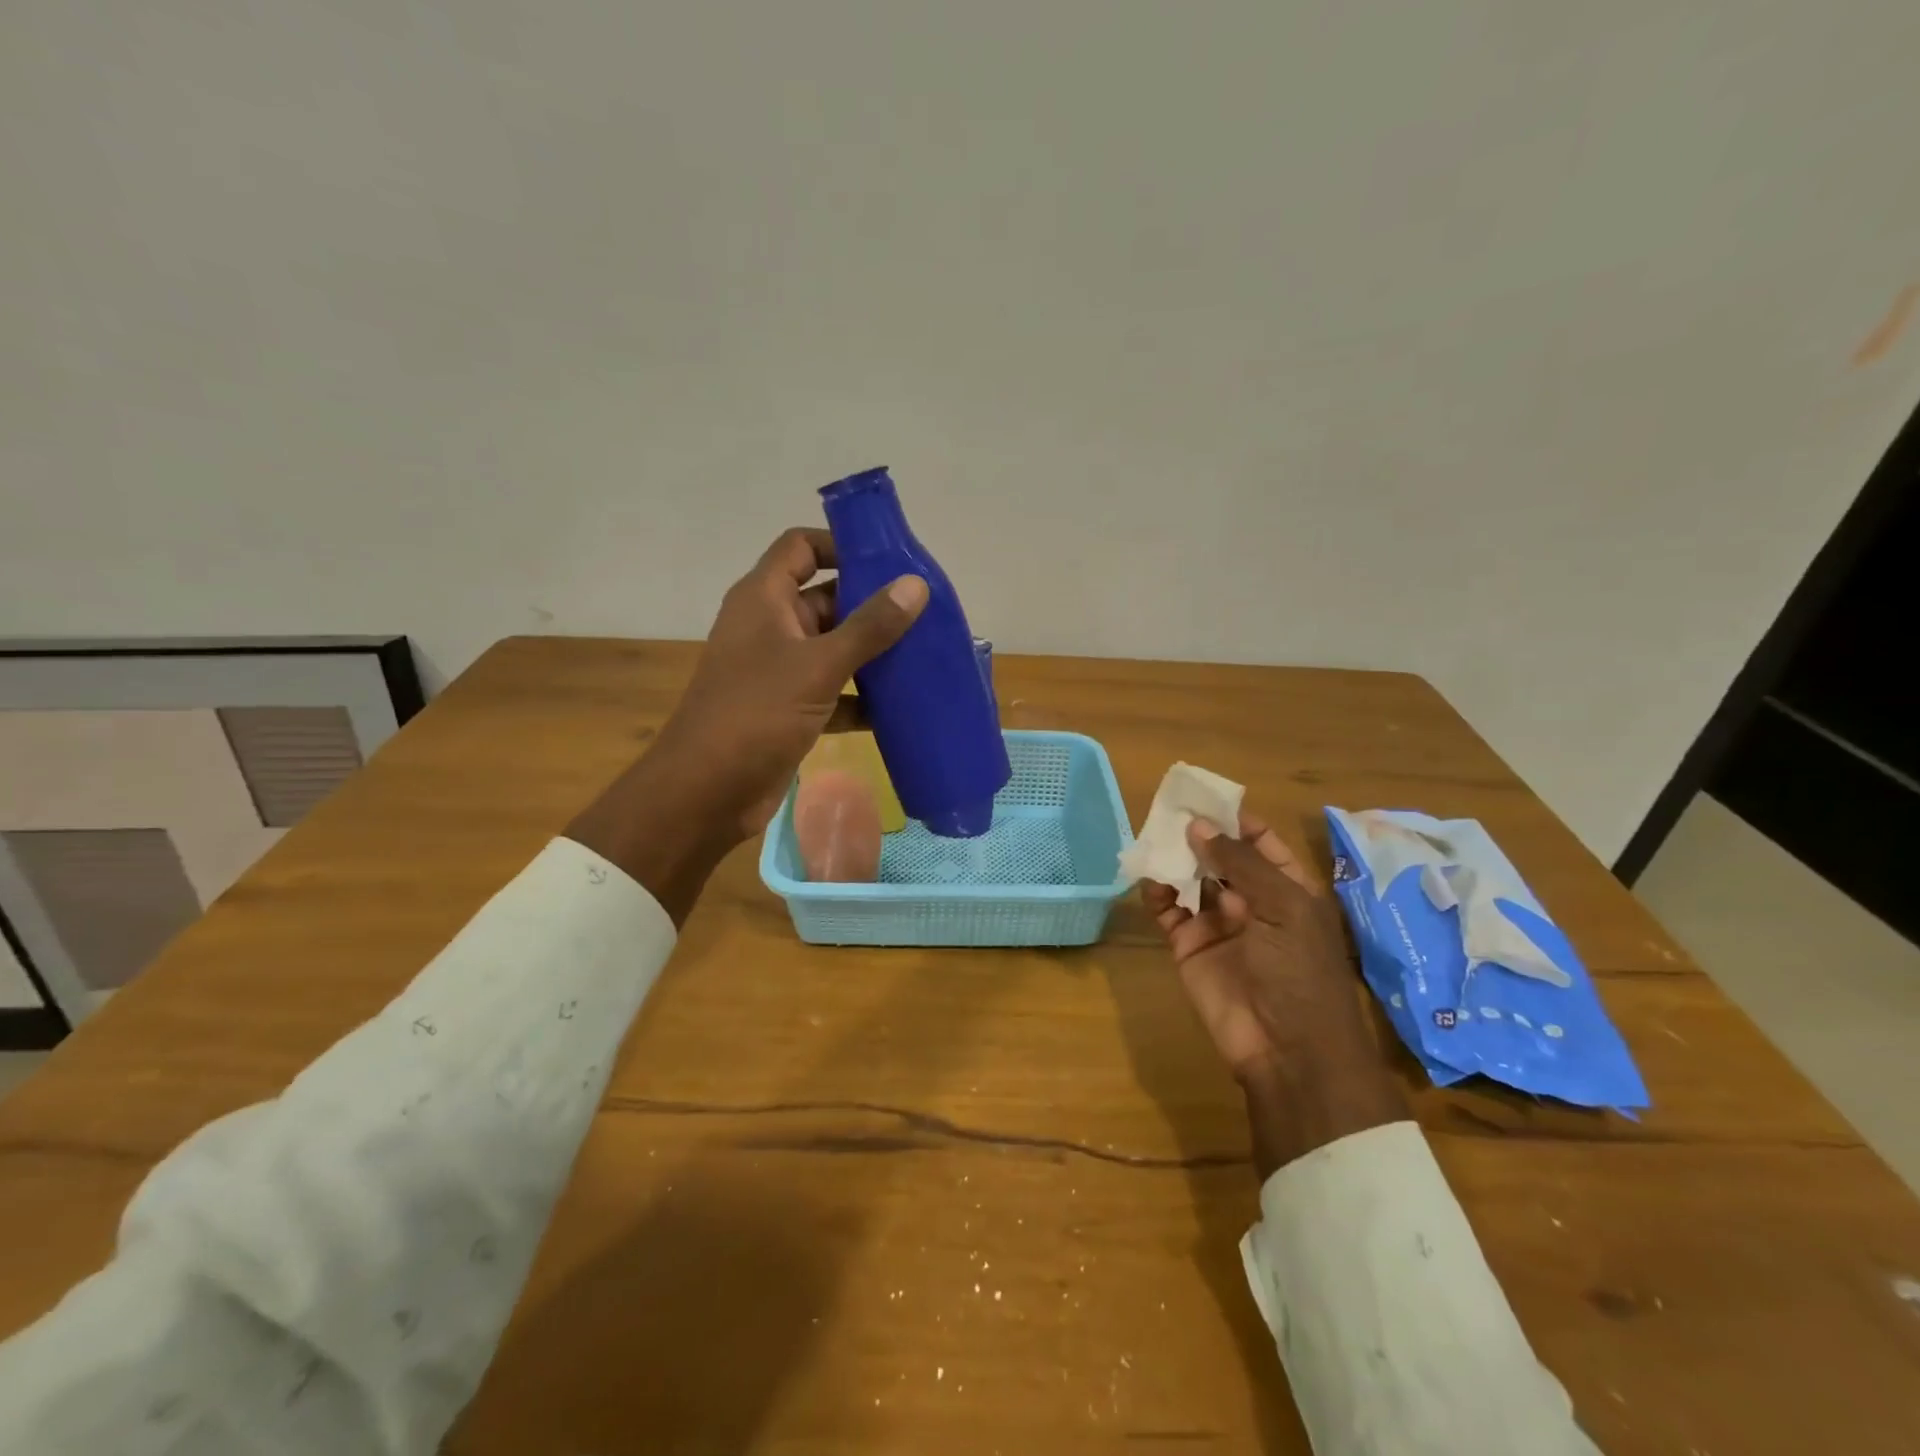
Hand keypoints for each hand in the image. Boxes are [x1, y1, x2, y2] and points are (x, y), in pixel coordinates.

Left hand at [651, 527, 927, 837]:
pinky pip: (835, 691)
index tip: (890, 559)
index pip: (801, 547)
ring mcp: (780, 670)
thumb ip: (869, 626)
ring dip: (873, 653)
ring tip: (926, 654)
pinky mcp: (791, 709)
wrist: (707, 792)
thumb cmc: (756, 714)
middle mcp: (770, 627)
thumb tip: (915, 585)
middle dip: (872, 603)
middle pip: (826, 598)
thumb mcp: (818, 665)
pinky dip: (863, 697)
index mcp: (764, 599)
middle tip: (926, 611)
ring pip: (834, 648)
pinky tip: (903, 705)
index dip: (841, 545)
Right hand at [1144, 811, 1406, 1174]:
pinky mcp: (1188, 947)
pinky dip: (1156, 892)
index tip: (1202, 795)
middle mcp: (1251, 901)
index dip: (1233, 818)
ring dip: (1173, 858)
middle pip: (1219, 857)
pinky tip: (1148, 878)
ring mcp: (1218, 924)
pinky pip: (1168, 911)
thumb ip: (1240, 863)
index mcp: (1287, 889)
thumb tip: (1198, 825)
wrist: (1287, 1050)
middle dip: (1196, 834)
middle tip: (1165, 808)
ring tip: (1151, 835)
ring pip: (1190, 879)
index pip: (1259, 841)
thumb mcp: (1282, 908)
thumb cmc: (1299, 972)